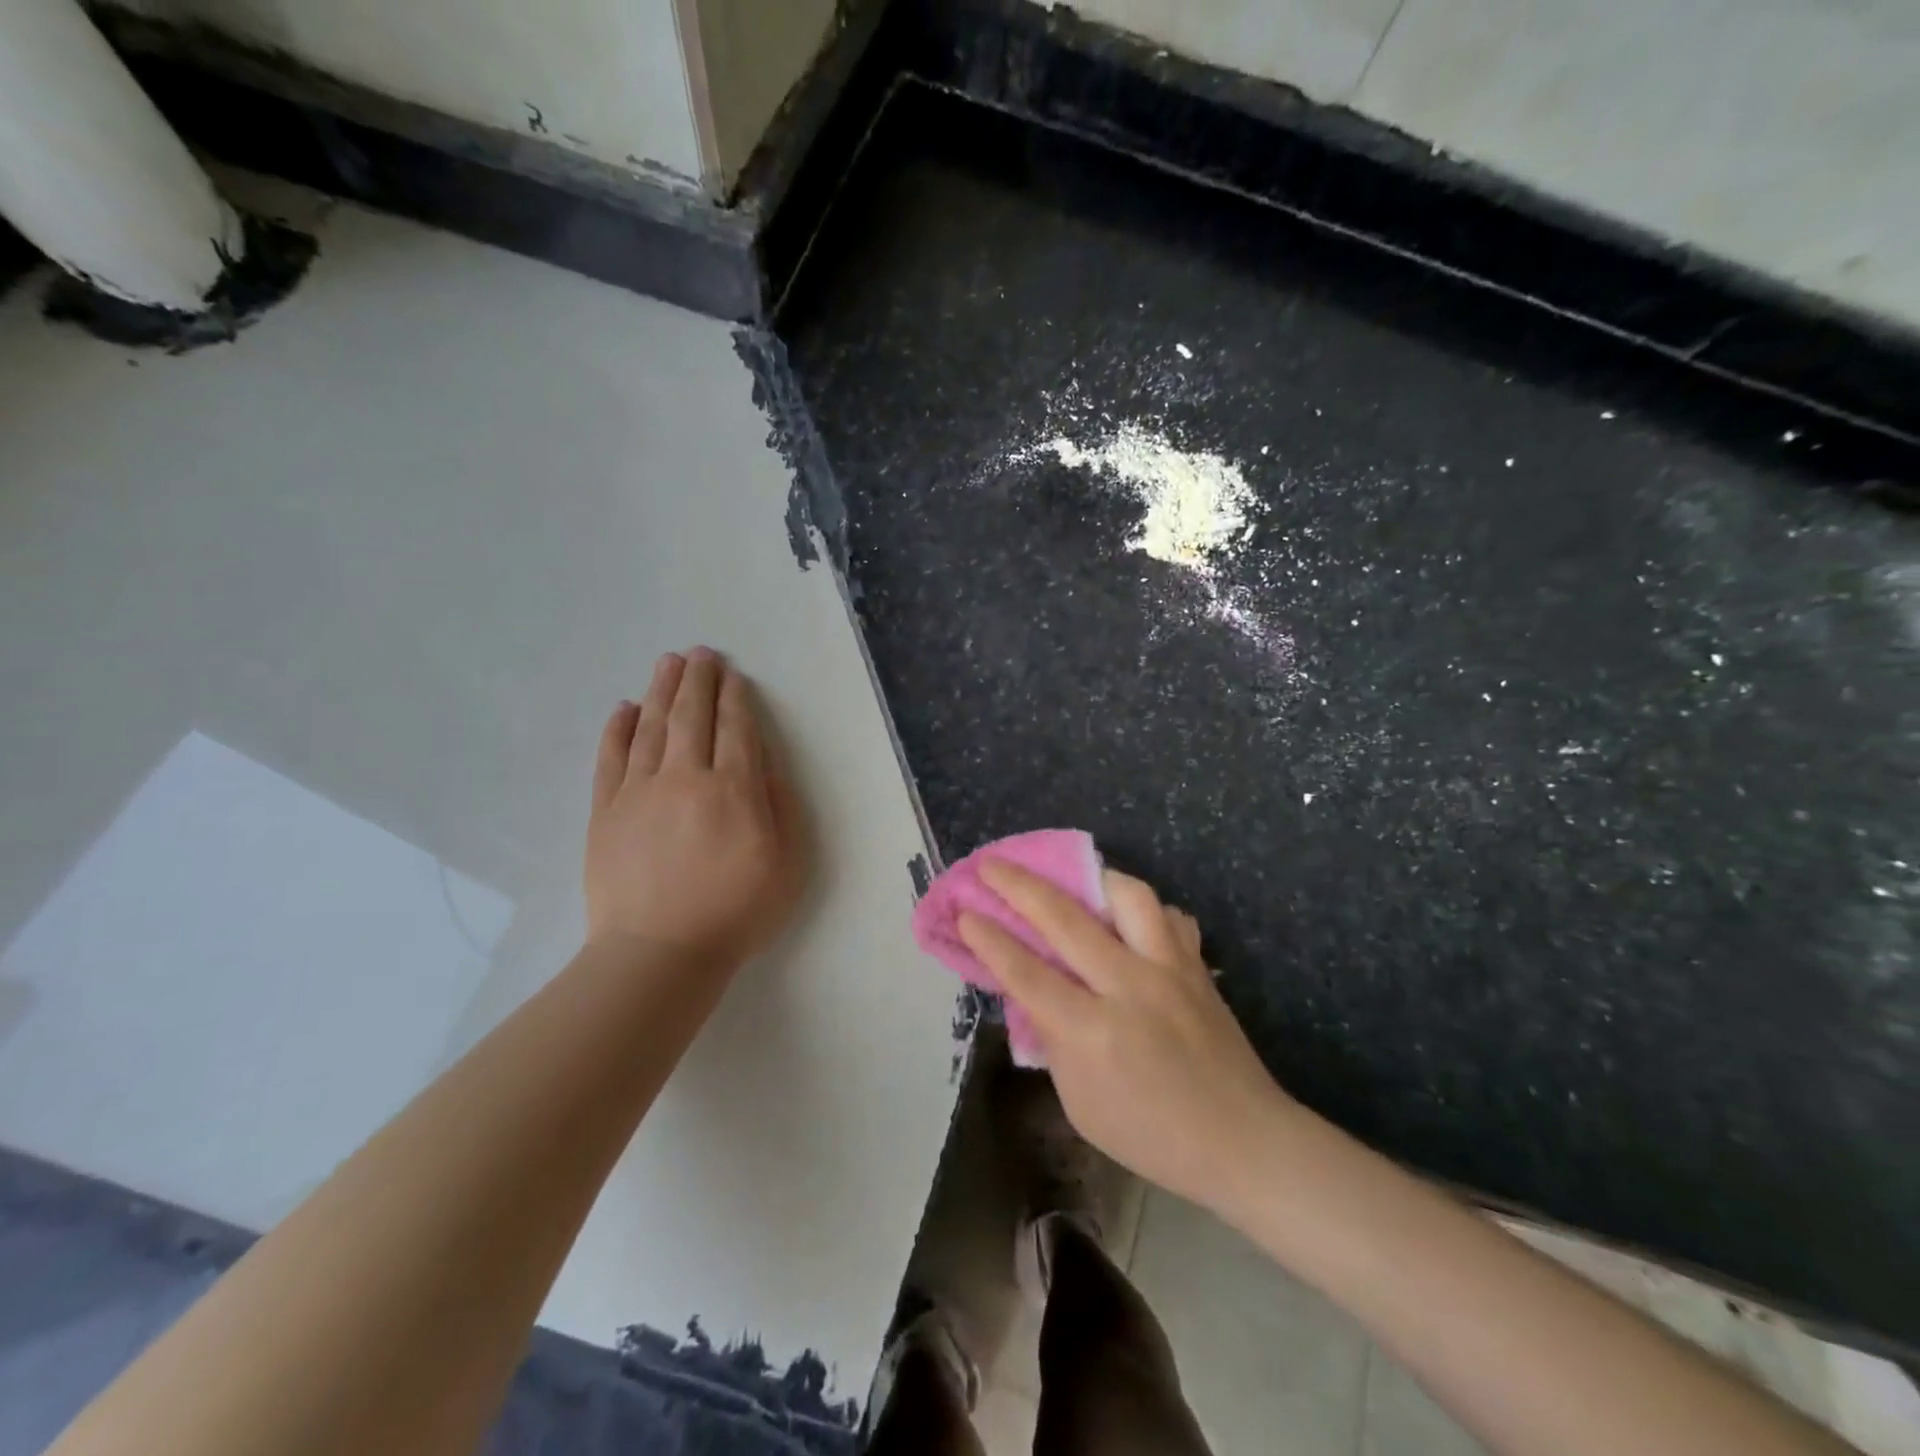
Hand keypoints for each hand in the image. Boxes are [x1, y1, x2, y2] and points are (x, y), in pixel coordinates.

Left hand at [585, 648, 806, 965]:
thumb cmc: (736, 912)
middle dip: (698, 680)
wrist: (659, 953)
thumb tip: (763, 762)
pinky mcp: (606, 812)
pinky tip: (624, 708)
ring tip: (668, 663)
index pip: (736, 730)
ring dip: (661, 691)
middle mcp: (686, 778)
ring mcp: (640, 792)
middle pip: (692, 717)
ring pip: (651, 727)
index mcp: (734, 790)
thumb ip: (780, 806)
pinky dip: (618, 729)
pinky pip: (611, 759)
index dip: (735, 698)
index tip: (733, 674)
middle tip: (700, 653)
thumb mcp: (787, 864)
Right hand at [959, 862, 1292, 1211]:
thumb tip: (1033, 992)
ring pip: (1127, 896)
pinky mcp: (1196, 964)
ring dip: (1091, 879)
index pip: (1027, 972)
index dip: (990, 939)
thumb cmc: (1152, 1135)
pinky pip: (1167, 916)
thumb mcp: (1080, 1104)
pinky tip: (1128, 919)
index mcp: (1093, 1032)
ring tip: (1071, 879)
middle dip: (1019, 886)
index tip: (966, 912)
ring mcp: (1169, 968)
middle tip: (990, 866)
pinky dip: (1143, 909)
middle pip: (1064, 919)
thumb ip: (1054, 1041)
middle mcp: (1129, 986)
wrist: (1242, 1141)